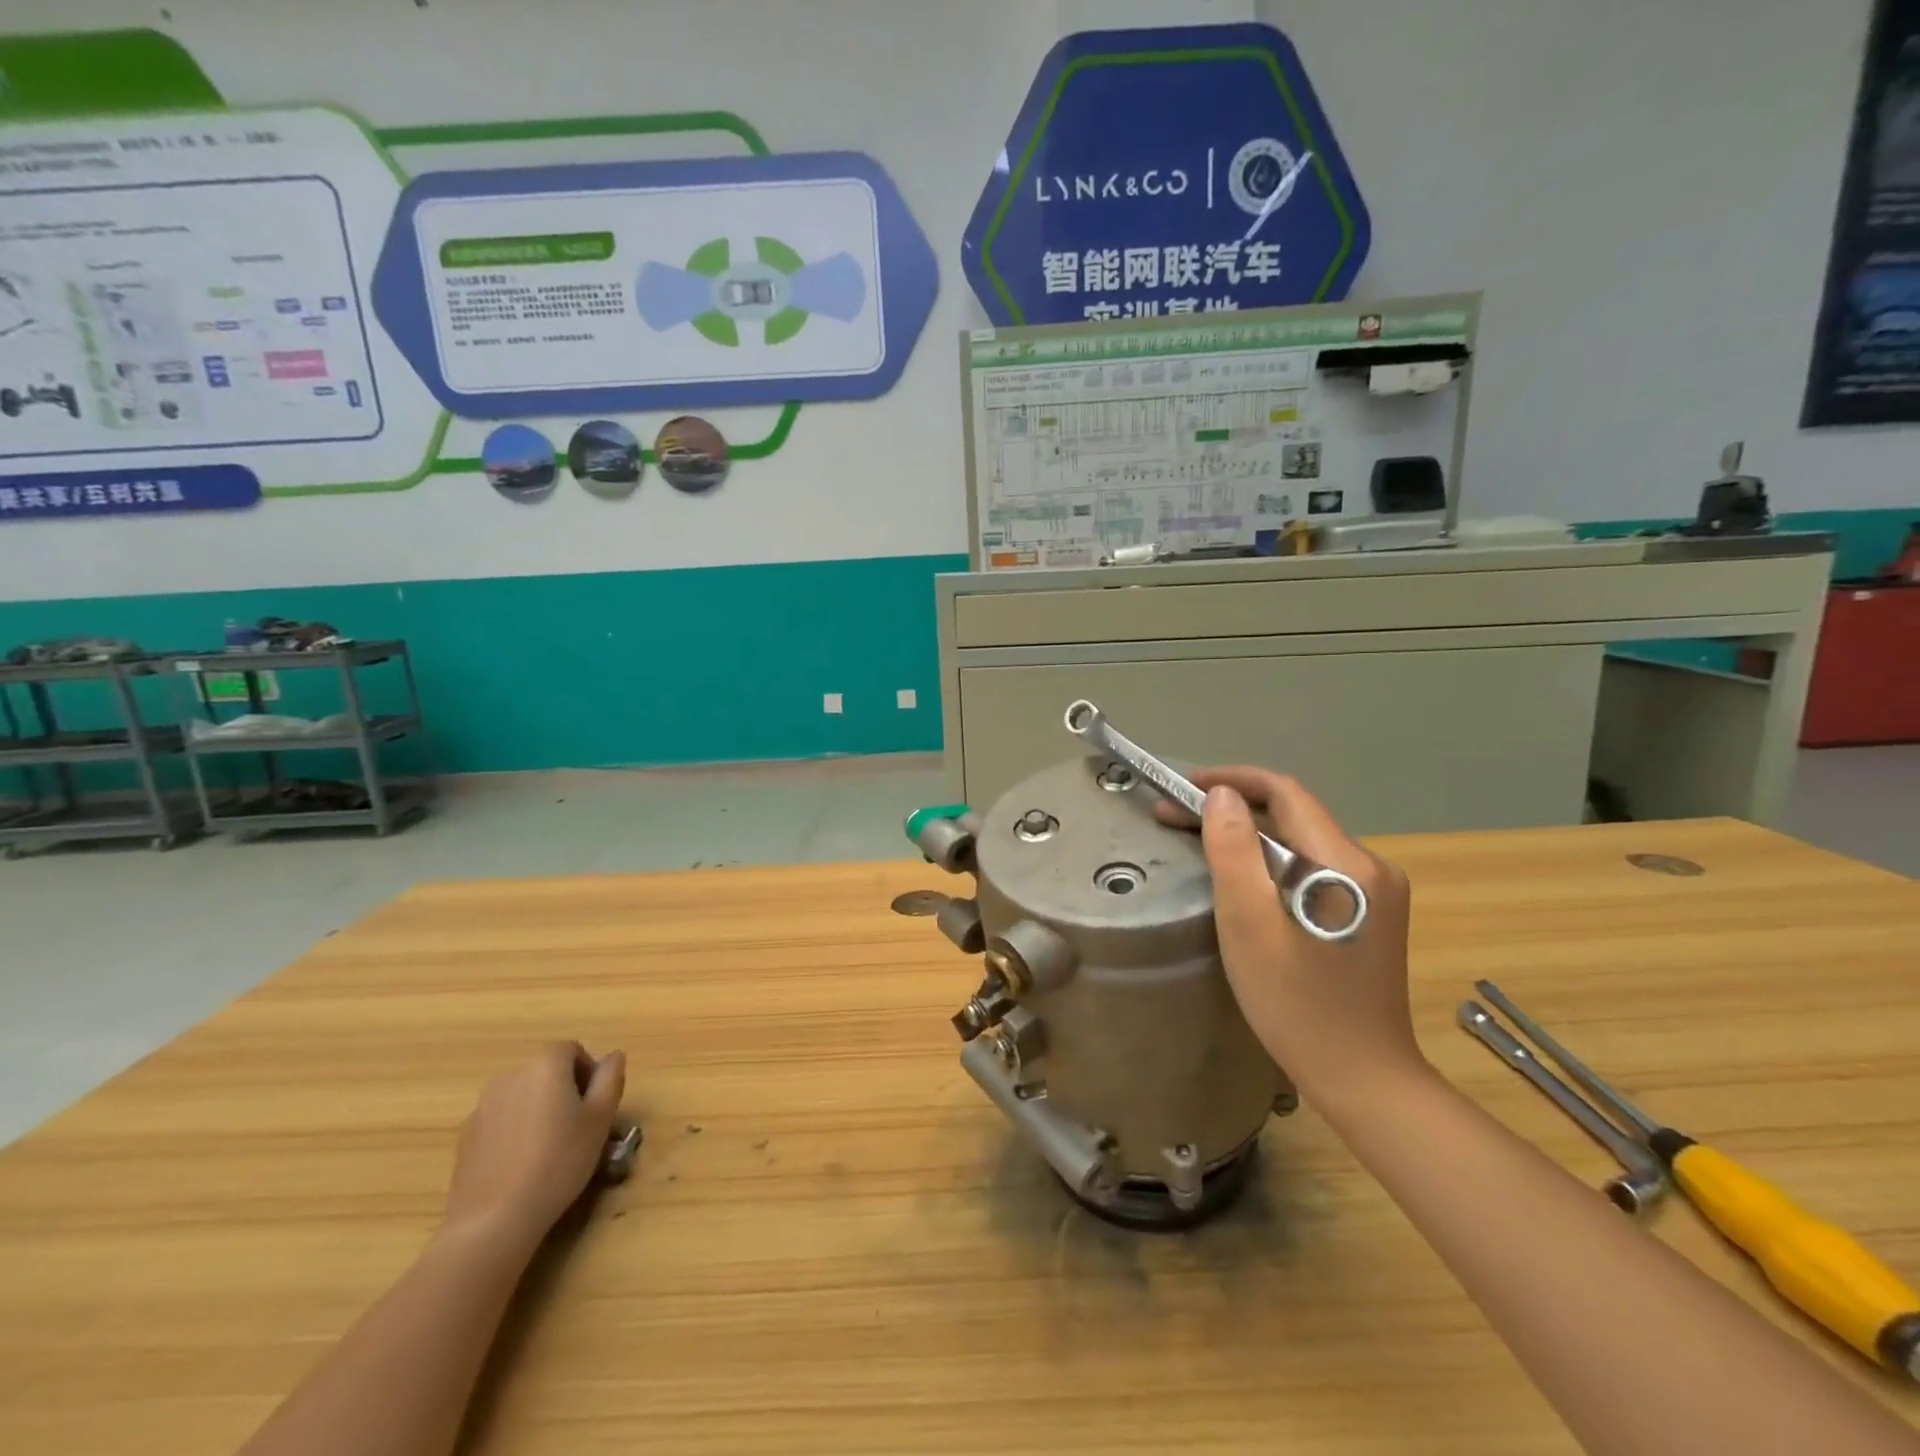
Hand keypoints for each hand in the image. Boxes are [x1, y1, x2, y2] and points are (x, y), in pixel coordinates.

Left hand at [442, 1042, 626, 1246]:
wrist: (493, 1219)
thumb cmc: (559, 1161)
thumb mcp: (601, 1118)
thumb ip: (611, 1078)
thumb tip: (612, 1057)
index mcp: (546, 1065)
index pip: (572, 1050)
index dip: (589, 1071)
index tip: (596, 1104)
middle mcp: (511, 1075)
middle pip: (546, 1071)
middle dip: (564, 1090)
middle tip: (578, 1126)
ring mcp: (483, 1106)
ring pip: (523, 1096)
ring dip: (539, 1109)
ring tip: (550, 1147)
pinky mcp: (466, 1136)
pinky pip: (502, 1120)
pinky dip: (516, 1130)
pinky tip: (522, 1164)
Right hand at [1155, 768, 1424, 1103]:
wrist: (1363, 1080)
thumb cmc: (1298, 1005)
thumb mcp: (1250, 926)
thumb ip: (1234, 853)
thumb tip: (1222, 796)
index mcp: (1347, 863)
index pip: (1286, 793)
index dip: (1232, 781)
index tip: (1183, 786)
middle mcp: (1371, 866)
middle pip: (1294, 816)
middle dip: (1233, 809)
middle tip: (1175, 816)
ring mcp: (1376, 892)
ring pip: (1302, 842)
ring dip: (1250, 835)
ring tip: (1199, 842)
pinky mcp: (1370, 914)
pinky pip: (1313, 868)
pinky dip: (1271, 862)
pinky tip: (1243, 878)